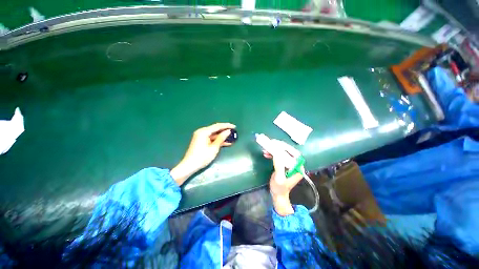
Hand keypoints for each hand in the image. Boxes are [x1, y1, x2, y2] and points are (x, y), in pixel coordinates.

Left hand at [171, 123, 235, 185]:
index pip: (217, 126)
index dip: (227, 126)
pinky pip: (211, 138)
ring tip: (231, 137)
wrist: (189, 166)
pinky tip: (226, 142)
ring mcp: (201, 136)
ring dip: (222, 136)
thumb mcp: (214, 148)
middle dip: (225, 130)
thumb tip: (228, 131)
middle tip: (234, 131)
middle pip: (215, 129)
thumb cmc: (202, 157)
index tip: (234, 126)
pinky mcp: (201, 141)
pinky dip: (218, 140)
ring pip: (214, 134)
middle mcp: (202, 132)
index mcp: (204, 132)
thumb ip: (221, 138)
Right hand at [263, 140, 303, 215]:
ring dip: (275, 150)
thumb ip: (279, 167)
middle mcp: (295, 164)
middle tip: (270, 143)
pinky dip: (273, 154)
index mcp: (297, 168)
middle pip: (288, 152)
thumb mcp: (279, 178)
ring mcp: (290, 164)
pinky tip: (266, 153)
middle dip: (279, 147)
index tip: (277, 144)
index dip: (286, 147)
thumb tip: (277, 154)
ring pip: (283, 153)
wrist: (278, 195)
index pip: (294, 154)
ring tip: (266, 149)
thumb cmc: (279, 188)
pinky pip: (279, 156)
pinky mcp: (284, 164)